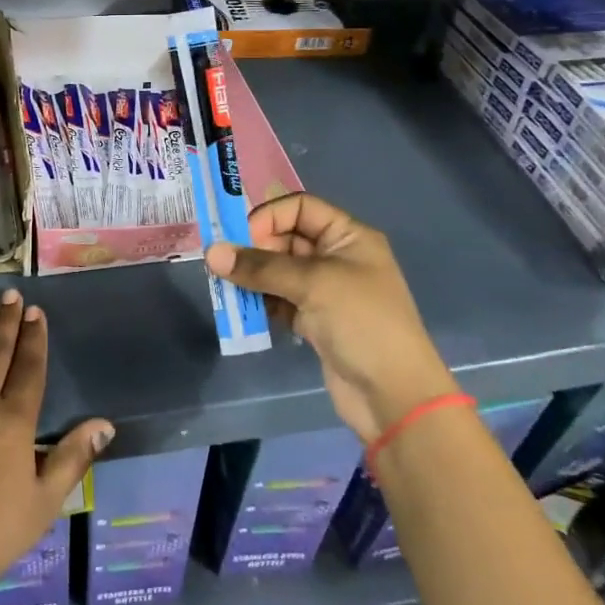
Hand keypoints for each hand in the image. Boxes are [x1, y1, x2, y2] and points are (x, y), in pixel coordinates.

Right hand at [205, 192, 456, 441]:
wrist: (394, 396)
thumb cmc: (362, 323)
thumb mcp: (312, 284)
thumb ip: (260, 267)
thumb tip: (210, 252)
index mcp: (348, 236)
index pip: (299, 208)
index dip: (268, 217)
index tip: (240, 239)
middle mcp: (336, 257)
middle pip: (284, 238)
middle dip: (253, 249)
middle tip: (224, 266)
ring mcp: (325, 290)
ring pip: (278, 271)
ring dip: (252, 278)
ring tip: (227, 288)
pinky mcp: (314, 320)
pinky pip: (279, 299)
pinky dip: (260, 302)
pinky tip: (243, 310)